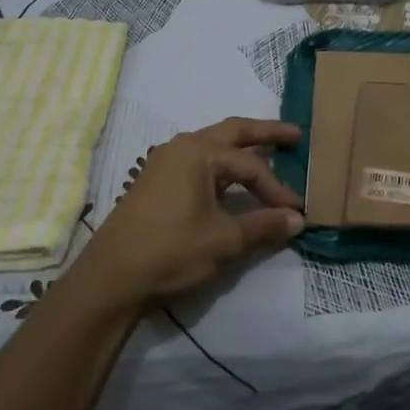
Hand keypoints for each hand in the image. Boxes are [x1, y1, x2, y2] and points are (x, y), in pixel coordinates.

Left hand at [75, 118, 303, 311]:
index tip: (297, 210)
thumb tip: (298, 219)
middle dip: (265, 134)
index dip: (277, 188)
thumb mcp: (224, 241)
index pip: (251, 165)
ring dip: (242, 149)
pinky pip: (200, 161)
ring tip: (269, 153)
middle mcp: (182, 147)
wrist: (111, 277)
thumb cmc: (171, 251)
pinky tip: (233, 179)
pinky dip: (224, 165)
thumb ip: (264, 225)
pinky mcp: (158, 181)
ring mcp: (166, 162)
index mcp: (199, 152)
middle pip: (232, 132)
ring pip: (214, 146)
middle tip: (296, 136)